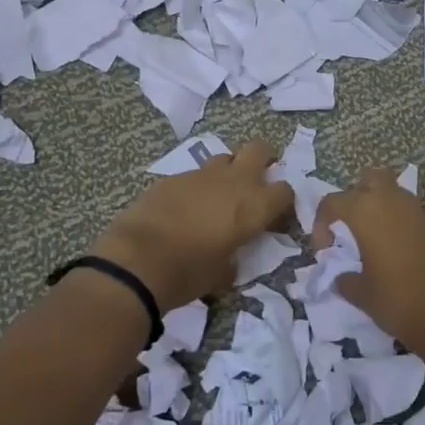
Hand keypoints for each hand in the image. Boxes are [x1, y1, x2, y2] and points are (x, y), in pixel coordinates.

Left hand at [94, 140, 294, 310]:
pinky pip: (194, 175)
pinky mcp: (173, 176)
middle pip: (259, 149)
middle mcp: (234, 181)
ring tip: (217, 197)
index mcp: (254, 205)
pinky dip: (196, 187)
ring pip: (225, 157)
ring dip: (227, 172)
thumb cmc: (189, 272)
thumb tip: (229, 260)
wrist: (138, 258)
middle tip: (255, 182)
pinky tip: (184, 209)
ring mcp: (201, 174)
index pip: (285, 191)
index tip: (273, 217)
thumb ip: (233, 260)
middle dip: (263, 159)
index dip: (282, 203)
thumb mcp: (222, 275)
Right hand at [313, 167, 424, 371]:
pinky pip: (419, 219)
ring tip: (381, 245)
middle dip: (359, 196)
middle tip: (354, 227)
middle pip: (371, 179)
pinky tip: (410, 260)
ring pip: (398, 197)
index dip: (322, 222)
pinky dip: (409, 230)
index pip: (333, 201)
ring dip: (385, 212)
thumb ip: (346, 281)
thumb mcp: (363, 296)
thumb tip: (342, 277)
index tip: (325, 250)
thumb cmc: (401, 303)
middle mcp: (395, 203)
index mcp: (367, 212)